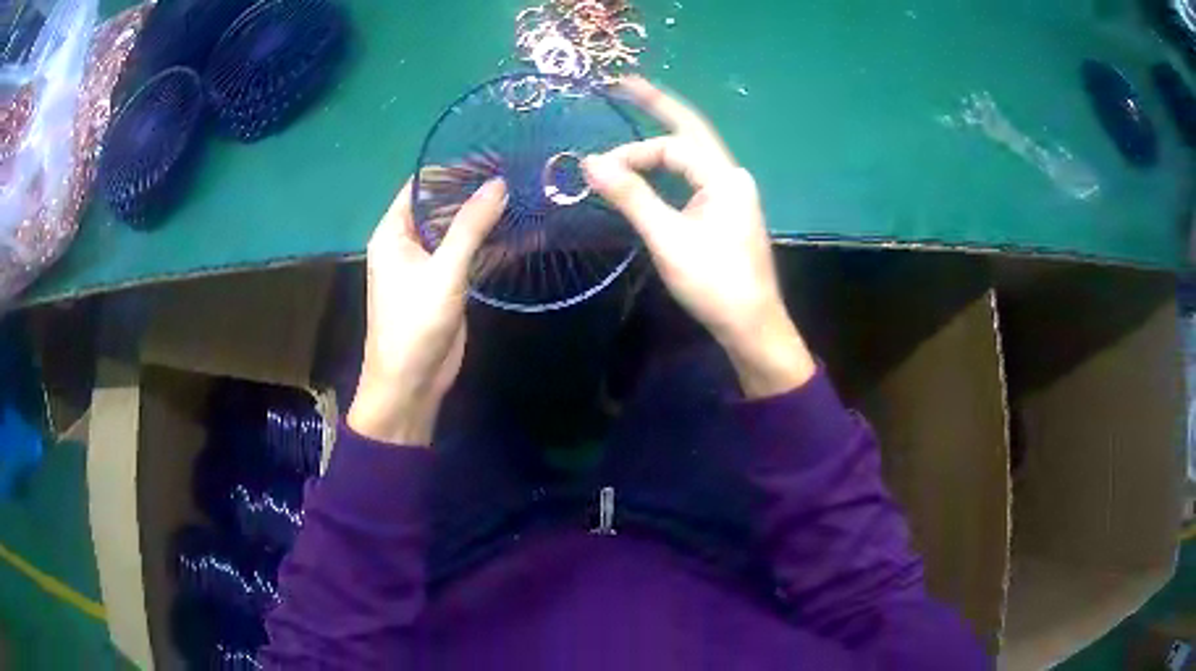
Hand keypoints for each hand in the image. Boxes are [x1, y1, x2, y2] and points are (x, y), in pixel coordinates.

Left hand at [347, 178, 506, 444]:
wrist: (411, 384)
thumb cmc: (414, 325)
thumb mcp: (443, 272)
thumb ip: (470, 227)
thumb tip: (499, 183)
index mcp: (393, 232)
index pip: (421, 185)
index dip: (453, 168)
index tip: (491, 153)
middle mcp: (408, 241)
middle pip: (442, 204)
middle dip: (475, 189)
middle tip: (516, 170)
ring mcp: (429, 262)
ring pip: (459, 228)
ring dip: (486, 214)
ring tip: (525, 191)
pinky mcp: (447, 282)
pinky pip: (469, 252)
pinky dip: (491, 241)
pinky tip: (522, 228)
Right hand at [582, 77, 814, 397]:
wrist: (751, 325)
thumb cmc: (713, 282)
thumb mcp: (667, 238)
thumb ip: (631, 196)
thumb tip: (590, 161)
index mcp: (724, 177)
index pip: (671, 147)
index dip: (632, 154)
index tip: (599, 172)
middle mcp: (732, 176)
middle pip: (690, 132)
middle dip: (658, 106)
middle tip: (625, 82)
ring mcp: (732, 194)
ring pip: (691, 156)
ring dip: (660, 143)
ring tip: (633, 117)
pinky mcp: (726, 211)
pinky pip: (694, 177)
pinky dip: (668, 169)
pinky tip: (651, 167)